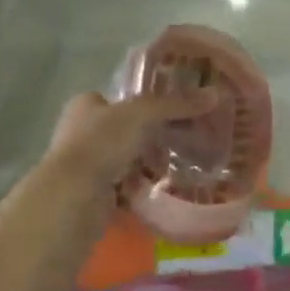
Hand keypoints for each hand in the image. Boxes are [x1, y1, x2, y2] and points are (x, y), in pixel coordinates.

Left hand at [46, 89, 214, 194]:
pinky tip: (164, 188)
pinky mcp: (92, 195)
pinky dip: (141, 189)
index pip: (116, 98)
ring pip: (124, 160)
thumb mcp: (143, 114)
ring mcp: (85, 166)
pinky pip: (124, 188)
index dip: (142, 102)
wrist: (74, 196)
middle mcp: (80, 132)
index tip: (171, 110)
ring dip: (147, 163)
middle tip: (183, 138)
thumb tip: (215, 94)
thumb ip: (176, 104)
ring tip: (180, 163)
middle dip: (150, 136)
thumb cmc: (102, 142)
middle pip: (123, 130)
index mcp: (85, 106)